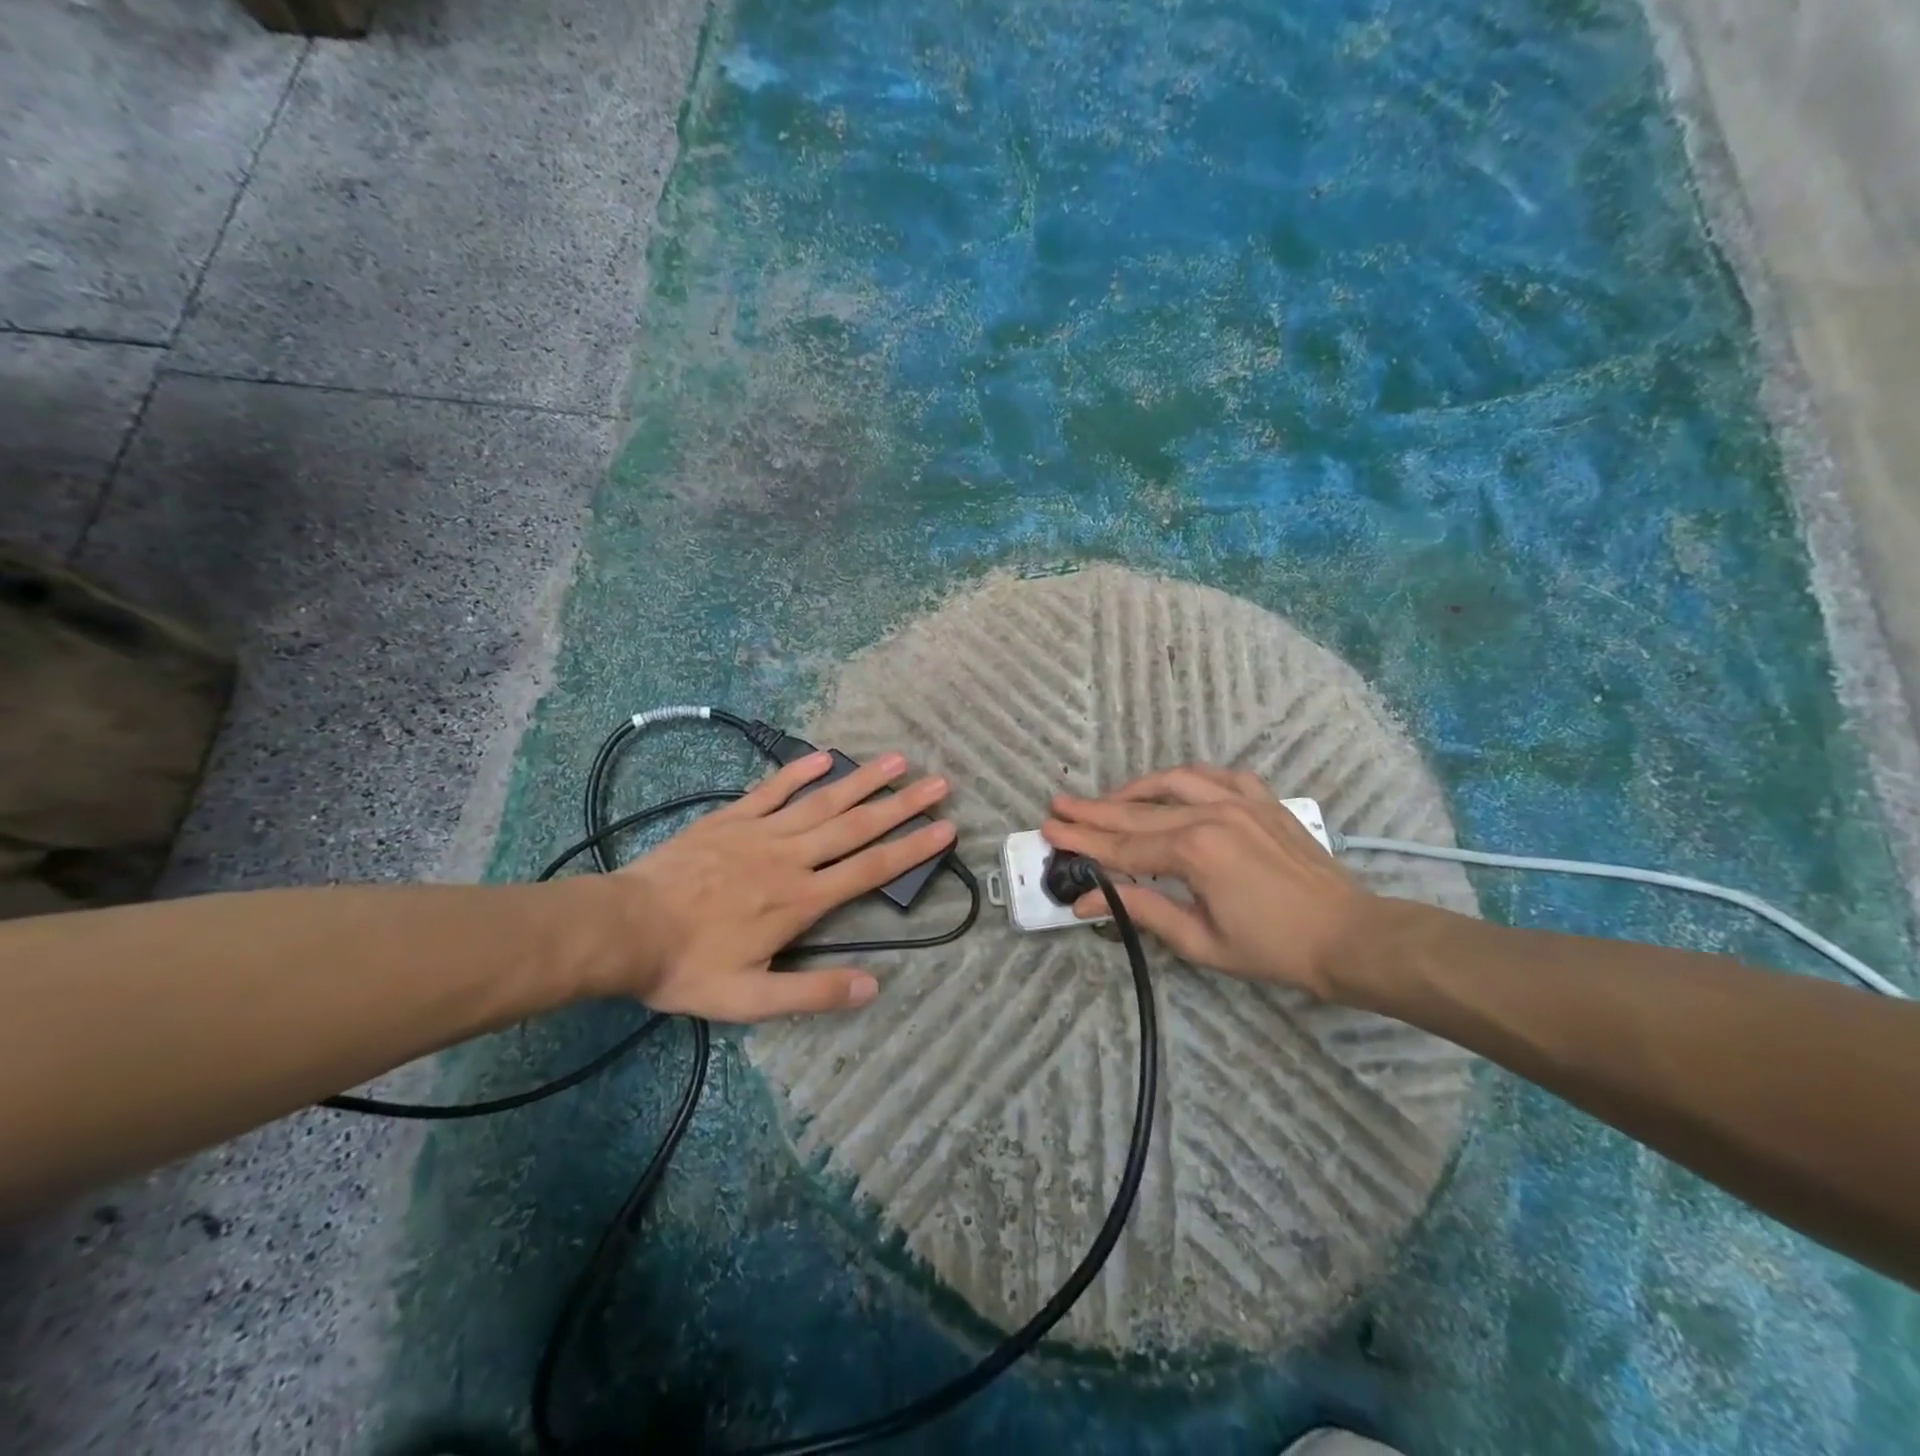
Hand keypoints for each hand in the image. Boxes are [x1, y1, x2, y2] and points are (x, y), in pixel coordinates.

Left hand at [614, 751, 953, 1021]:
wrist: (625, 930)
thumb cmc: (689, 966)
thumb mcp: (750, 999)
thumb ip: (813, 991)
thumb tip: (874, 986)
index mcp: (801, 899)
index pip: (870, 869)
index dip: (912, 849)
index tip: (946, 829)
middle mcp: (791, 858)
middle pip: (856, 826)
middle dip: (902, 805)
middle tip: (939, 783)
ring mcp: (760, 832)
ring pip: (822, 802)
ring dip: (862, 780)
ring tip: (897, 760)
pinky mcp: (731, 819)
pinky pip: (771, 790)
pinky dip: (799, 772)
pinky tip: (823, 757)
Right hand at [1043, 765, 1368, 998]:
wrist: (1349, 935)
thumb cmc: (1273, 948)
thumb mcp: (1200, 941)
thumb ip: (1142, 911)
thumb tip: (1087, 901)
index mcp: (1195, 851)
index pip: (1123, 844)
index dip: (1083, 839)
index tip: (1050, 828)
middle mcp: (1211, 814)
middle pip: (1138, 810)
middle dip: (1094, 810)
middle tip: (1059, 805)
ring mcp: (1239, 800)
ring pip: (1172, 783)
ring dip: (1134, 789)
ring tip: (1107, 798)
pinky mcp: (1262, 799)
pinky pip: (1215, 775)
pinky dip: (1185, 778)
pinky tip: (1171, 786)